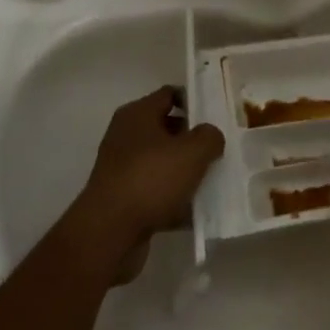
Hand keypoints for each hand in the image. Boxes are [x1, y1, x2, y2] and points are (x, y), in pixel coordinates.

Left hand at [70, 87, 224, 284]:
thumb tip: (211, 136)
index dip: (194, 101)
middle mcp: (126, 137)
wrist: (109, 234)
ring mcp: (123, 169)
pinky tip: (197, 212)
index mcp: (137, 115)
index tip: (216, 116)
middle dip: (193, 140)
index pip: (169, 95)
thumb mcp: (192, 152)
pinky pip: (157, 193)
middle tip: (219, 150)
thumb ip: (209, 137)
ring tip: (213, 181)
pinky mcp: (124, 200)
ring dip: (185, 173)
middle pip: (167, 129)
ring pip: (163, 164)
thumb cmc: (150, 179)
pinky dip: (174, 201)